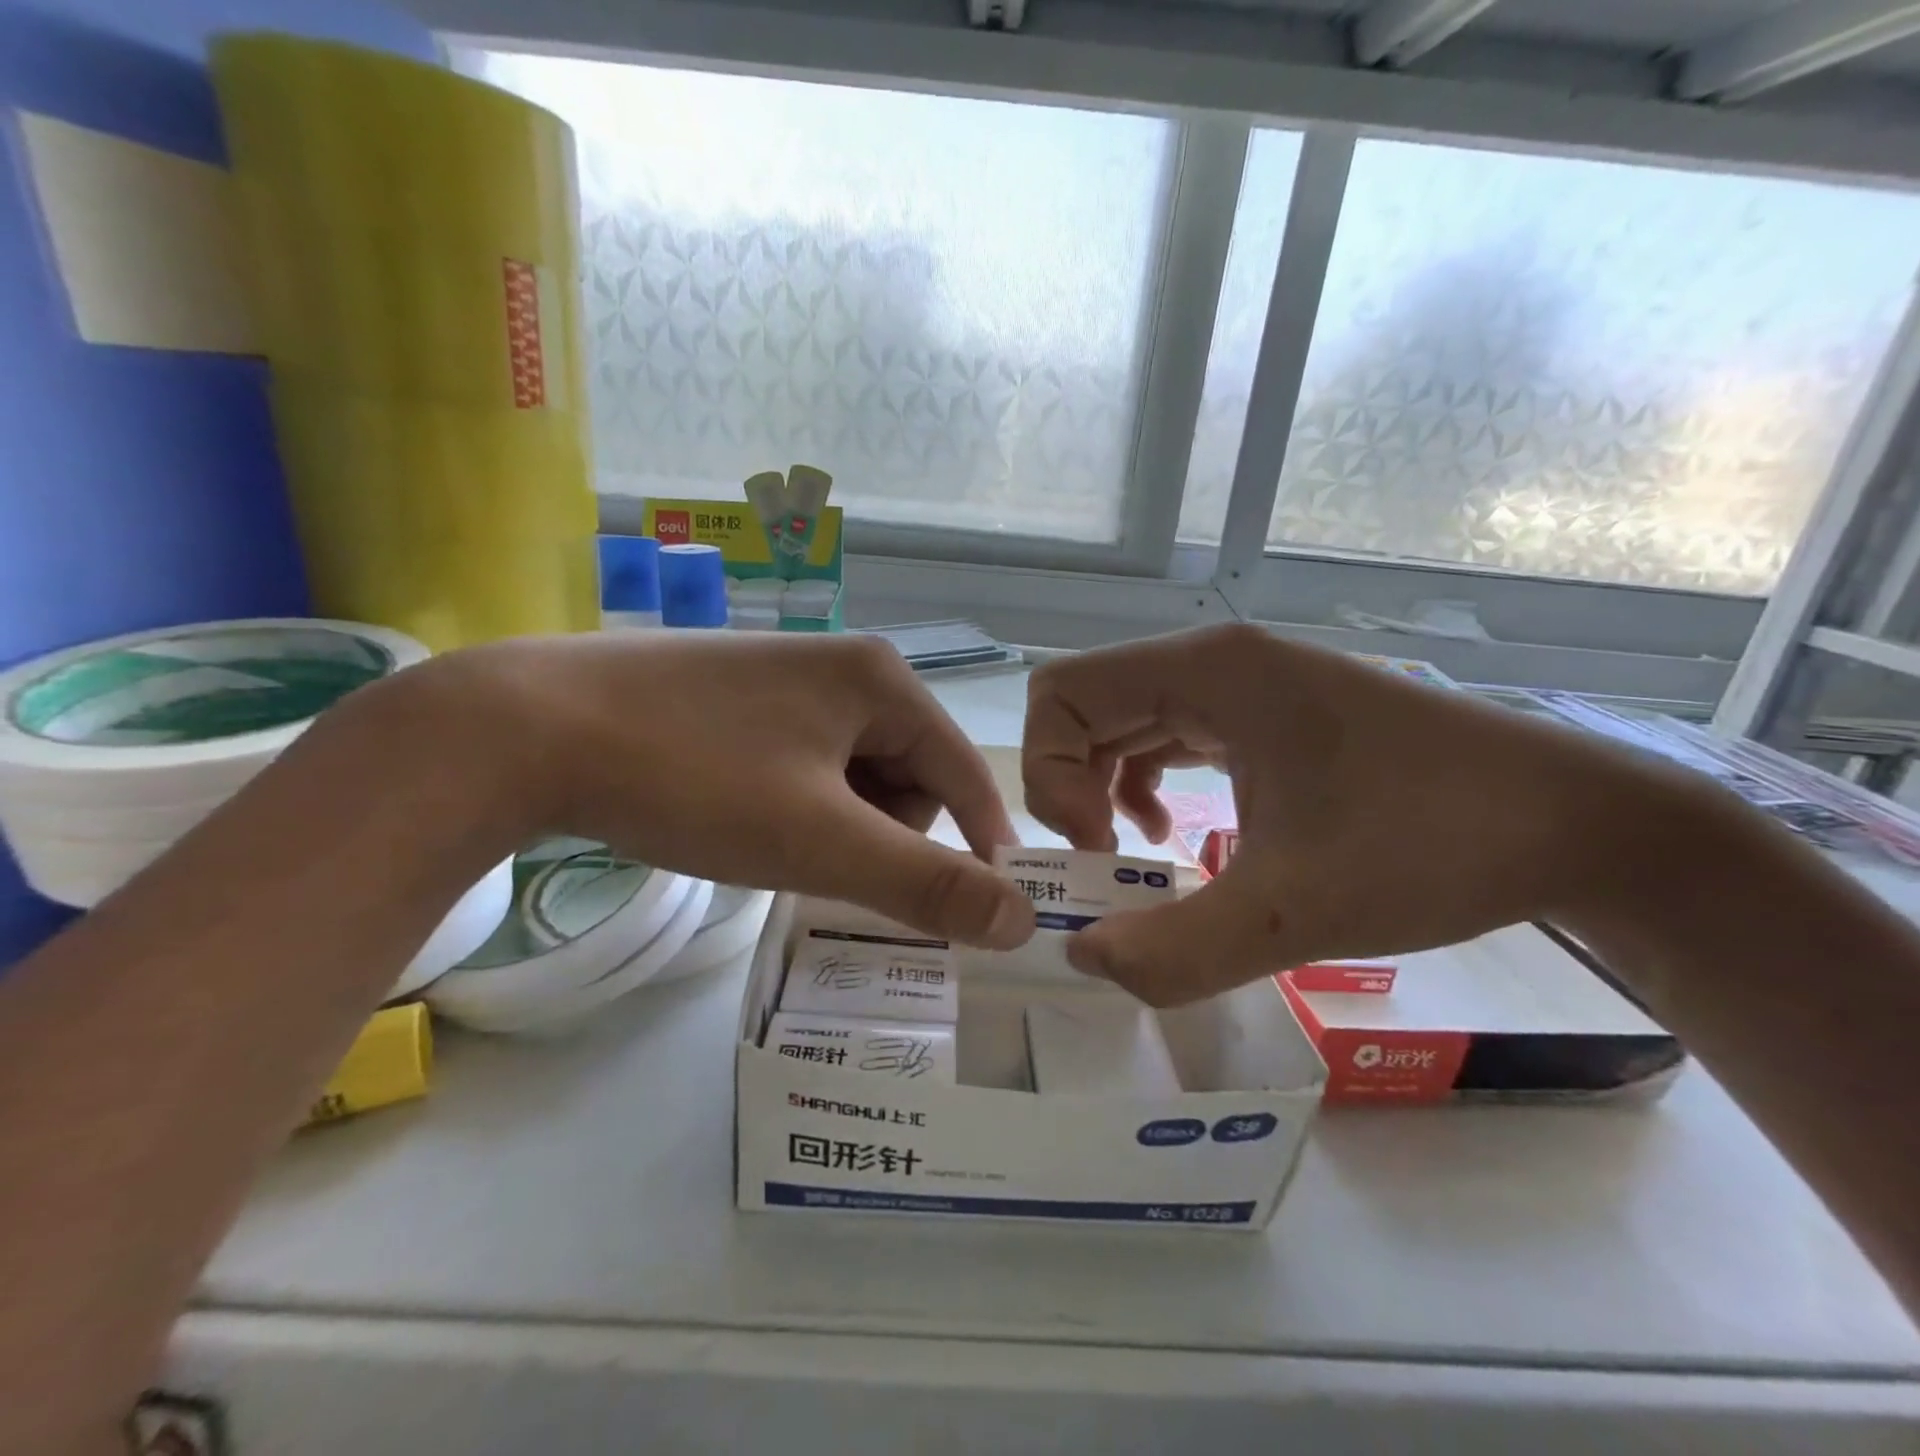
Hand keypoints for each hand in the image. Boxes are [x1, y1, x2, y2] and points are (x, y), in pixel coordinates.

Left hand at [427, 631, 1036, 948]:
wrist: (526, 727)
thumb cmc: (695, 779)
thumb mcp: (822, 842)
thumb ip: (928, 884)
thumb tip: (1021, 919)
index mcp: (881, 679)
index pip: (965, 772)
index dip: (981, 845)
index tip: (985, 913)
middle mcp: (844, 664)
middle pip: (908, 774)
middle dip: (884, 835)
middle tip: (827, 871)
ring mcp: (787, 675)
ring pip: (853, 774)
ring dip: (837, 825)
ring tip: (777, 848)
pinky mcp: (740, 696)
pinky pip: (805, 762)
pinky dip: (797, 805)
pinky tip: (746, 820)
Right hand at [1022, 624, 1652, 1004]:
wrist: (1576, 824)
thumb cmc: (1435, 844)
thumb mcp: (1296, 909)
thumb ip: (1176, 949)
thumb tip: (1083, 961)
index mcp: (1208, 671)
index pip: (1062, 693)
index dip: (1051, 773)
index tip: (1100, 849)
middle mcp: (1214, 662)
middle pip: (1083, 704)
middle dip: (1068, 784)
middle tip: (1102, 860)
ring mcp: (1242, 684)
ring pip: (1121, 719)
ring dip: (1100, 785)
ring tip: (1129, 851)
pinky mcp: (1264, 714)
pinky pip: (1166, 734)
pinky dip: (1142, 781)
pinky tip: (1172, 831)